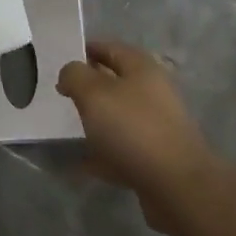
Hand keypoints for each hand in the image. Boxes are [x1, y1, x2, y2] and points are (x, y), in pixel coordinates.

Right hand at [57, 40, 219, 235]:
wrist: (177, 187)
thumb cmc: (133, 129)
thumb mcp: (94, 93)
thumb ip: (75, 75)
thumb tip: (69, 74)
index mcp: (141, 67)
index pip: (108, 48)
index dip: (83, 51)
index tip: (58, 63)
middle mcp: (152, 92)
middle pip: (113, 82)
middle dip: (87, 89)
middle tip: (61, 97)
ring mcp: (156, 126)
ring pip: (117, 117)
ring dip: (95, 122)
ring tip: (68, 129)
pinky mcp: (155, 157)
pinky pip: (122, 149)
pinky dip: (103, 154)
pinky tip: (82, 163)